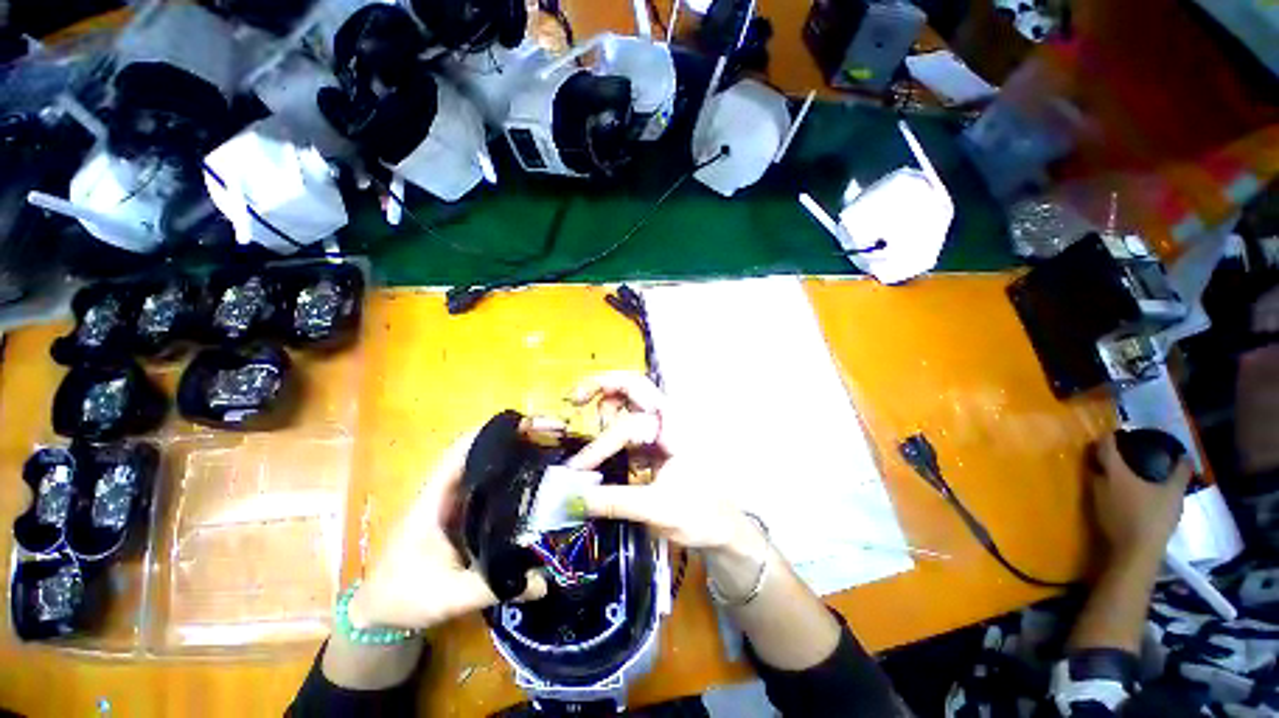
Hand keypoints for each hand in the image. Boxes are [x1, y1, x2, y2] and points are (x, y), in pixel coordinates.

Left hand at [350, 432, 546, 631]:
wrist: (379, 614)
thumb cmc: (404, 597)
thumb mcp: (449, 595)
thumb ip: (494, 587)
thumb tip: (545, 580)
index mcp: (436, 498)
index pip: (463, 449)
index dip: (494, 431)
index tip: (529, 426)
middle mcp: (446, 490)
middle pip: (482, 449)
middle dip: (515, 438)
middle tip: (552, 437)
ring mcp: (454, 500)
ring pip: (487, 465)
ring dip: (515, 453)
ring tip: (550, 450)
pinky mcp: (462, 512)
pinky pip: (490, 484)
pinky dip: (512, 474)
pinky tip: (535, 479)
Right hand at [564, 372, 759, 554]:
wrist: (721, 527)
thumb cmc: (700, 514)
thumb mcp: (657, 510)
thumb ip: (614, 502)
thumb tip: (574, 498)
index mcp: (675, 428)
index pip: (628, 426)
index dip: (599, 447)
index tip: (577, 472)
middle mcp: (668, 420)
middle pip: (634, 386)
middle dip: (603, 386)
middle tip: (575, 398)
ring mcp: (661, 429)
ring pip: (630, 402)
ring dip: (607, 405)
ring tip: (588, 421)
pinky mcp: (654, 442)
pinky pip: (627, 426)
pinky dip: (610, 429)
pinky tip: (599, 450)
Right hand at [1089, 434, 1192, 566]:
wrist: (1131, 557)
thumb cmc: (1129, 513)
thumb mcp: (1113, 478)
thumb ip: (1109, 455)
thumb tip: (1105, 435)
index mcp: (1175, 485)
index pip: (1182, 462)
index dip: (1173, 451)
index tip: (1158, 443)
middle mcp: (1177, 501)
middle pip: (1169, 479)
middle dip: (1154, 470)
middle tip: (1134, 461)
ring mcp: (1167, 520)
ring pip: (1159, 496)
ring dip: (1145, 488)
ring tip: (1124, 483)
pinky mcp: (1154, 533)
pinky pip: (1150, 510)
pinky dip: (1139, 503)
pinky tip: (1123, 505)